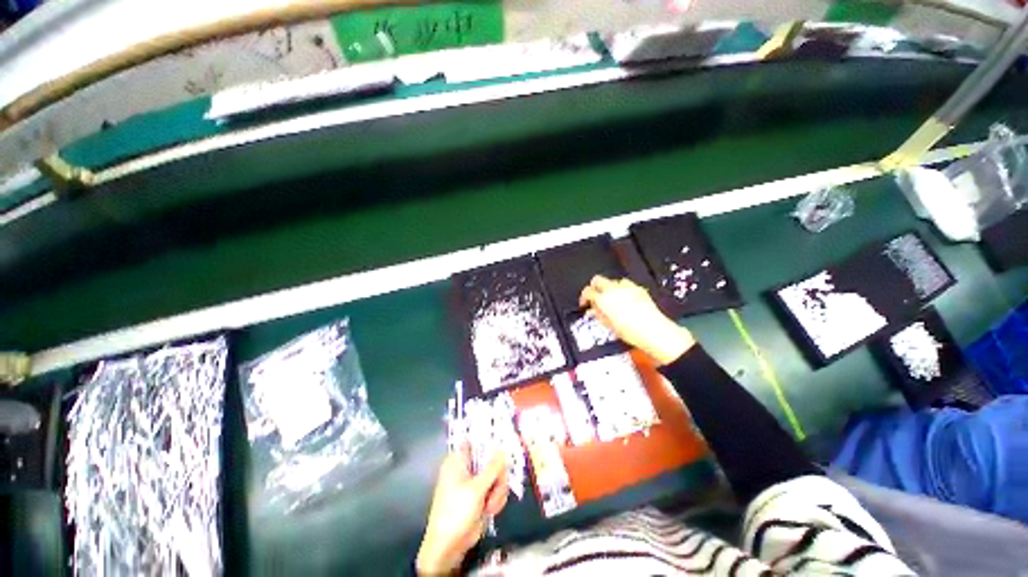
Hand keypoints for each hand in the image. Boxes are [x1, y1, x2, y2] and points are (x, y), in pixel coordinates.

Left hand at [416, 447, 508, 575]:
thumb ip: (493, 468)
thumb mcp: (477, 489)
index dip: (489, 440)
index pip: (476, 440)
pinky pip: (495, 489)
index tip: (504, 445)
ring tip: (490, 506)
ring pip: (496, 475)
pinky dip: (496, 499)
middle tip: (497, 488)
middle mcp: (466, 467)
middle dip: (497, 476)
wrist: (448, 547)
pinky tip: (490, 510)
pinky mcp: (480, 495)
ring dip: (497, 491)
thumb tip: (503, 449)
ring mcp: (474, 482)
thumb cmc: (456, 512)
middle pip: (491, 459)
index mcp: (458, 460)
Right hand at [580, 276, 695, 364]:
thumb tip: (593, 310)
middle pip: (597, 280)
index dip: (584, 297)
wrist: (654, 331)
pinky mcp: (639, 289)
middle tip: (595, 297)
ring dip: (609, 288)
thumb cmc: (632, 331)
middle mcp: (614, 290)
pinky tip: (624, 299)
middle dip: (594, 287)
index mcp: (604, 299)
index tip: (585, 303)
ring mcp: (627, 287)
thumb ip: (598, 314)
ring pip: (612, 281)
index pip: (588, 292)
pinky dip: (622, 289)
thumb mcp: (609, 325)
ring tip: (611, 299)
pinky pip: (626, 284)